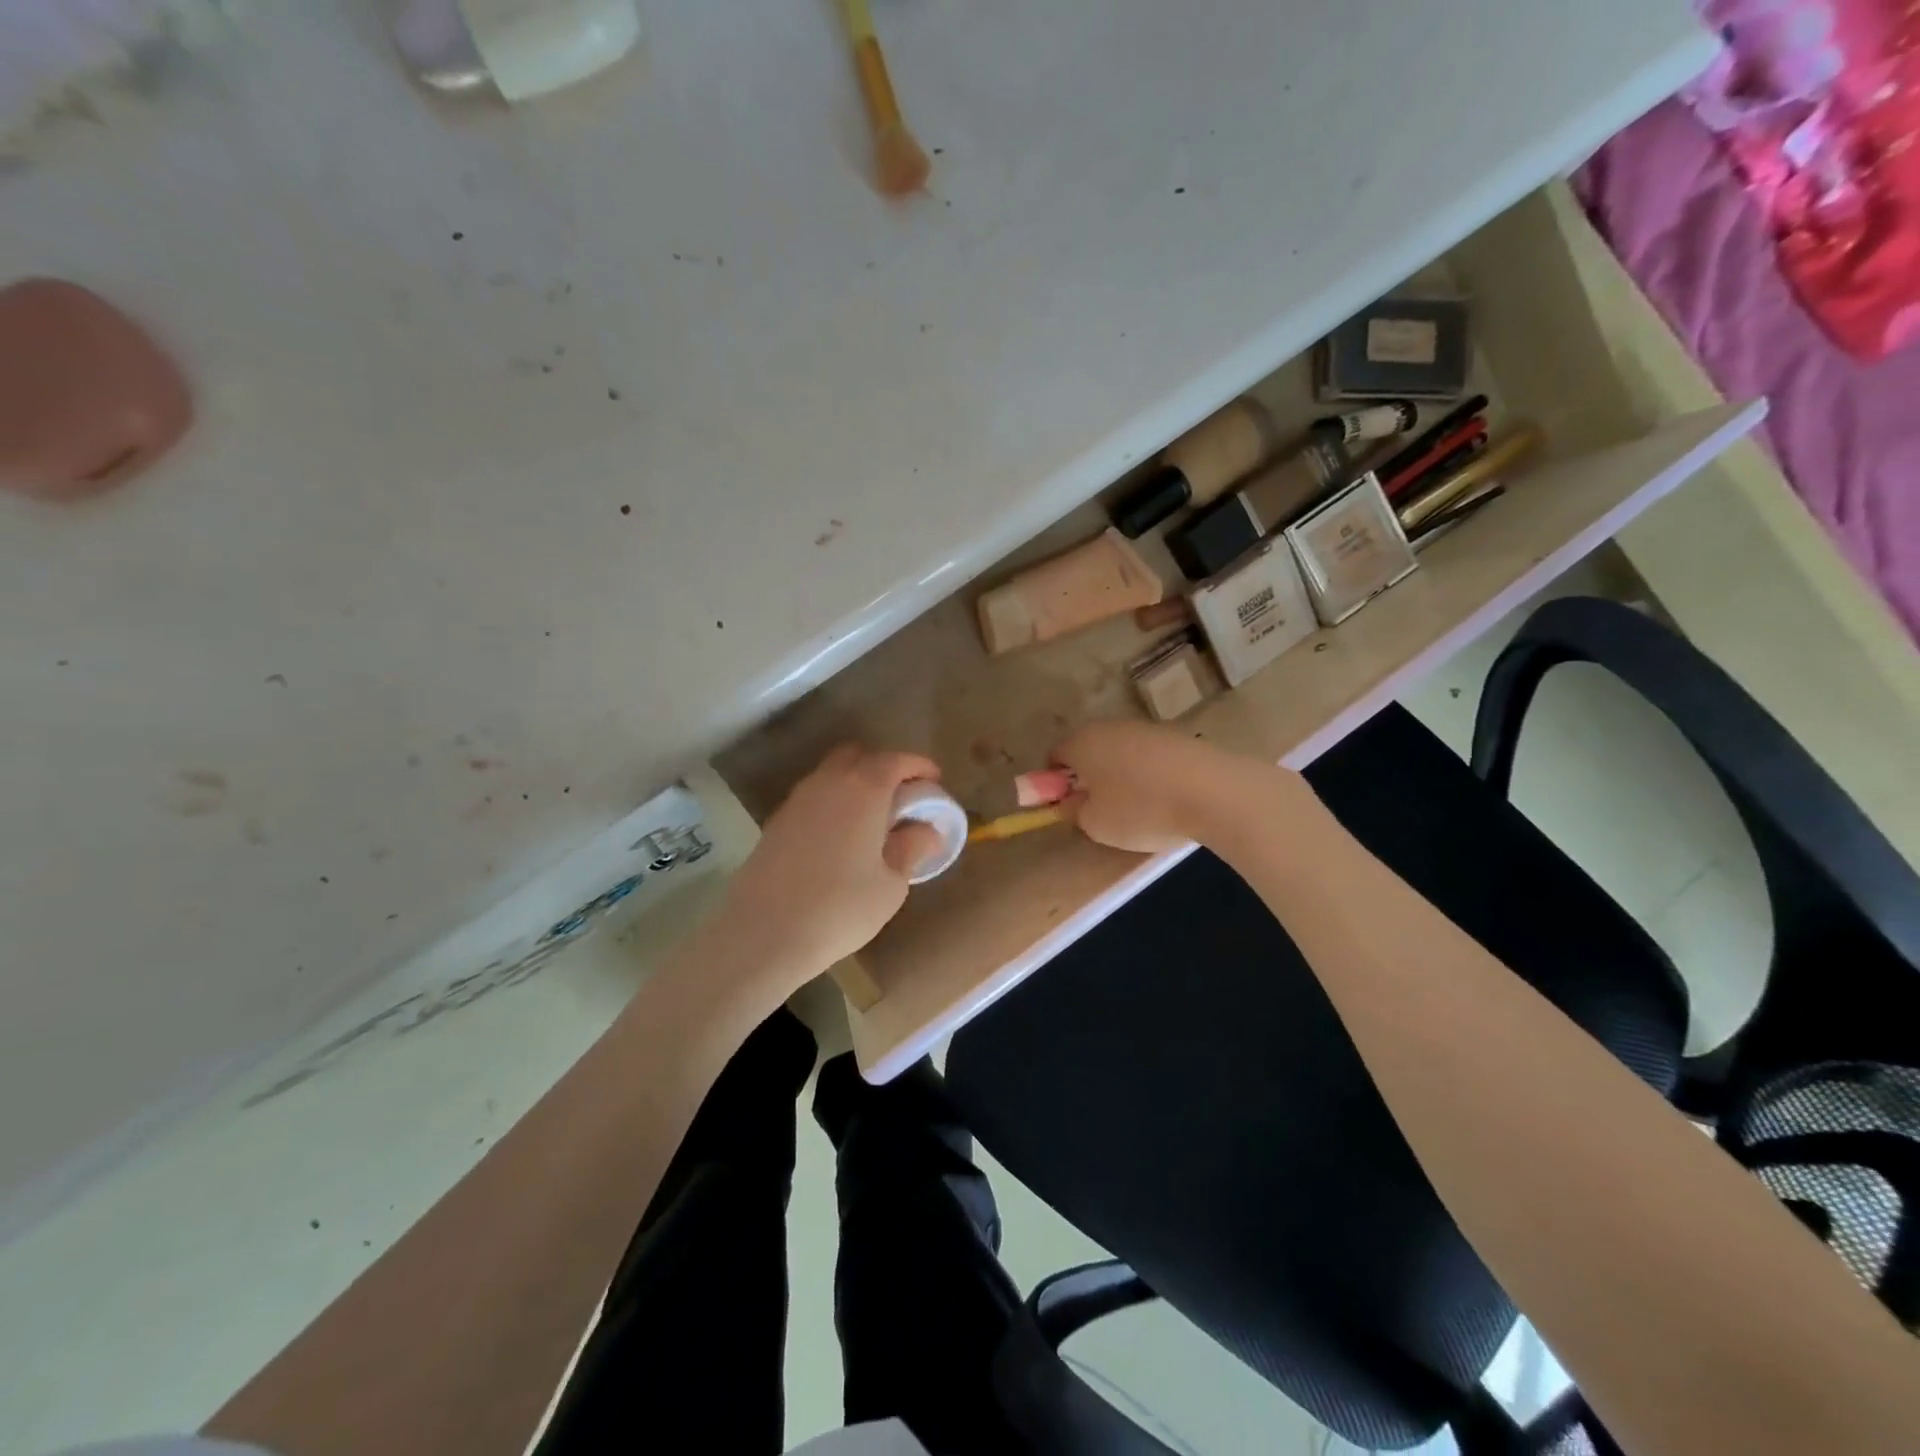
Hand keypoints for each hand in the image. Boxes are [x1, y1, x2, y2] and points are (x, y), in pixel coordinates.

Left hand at [720, 744, 944, 986]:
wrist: (763, 933)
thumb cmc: (840, 908)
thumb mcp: (891, 884)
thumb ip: (911, 848)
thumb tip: (926, 830)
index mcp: (864, 789)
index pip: (897, 760)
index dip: (919, 767)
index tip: (935, 782)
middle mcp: (828, 782)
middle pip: (859, 756)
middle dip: (884, 768)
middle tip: (901, 799)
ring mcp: (797, 799)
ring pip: (832, 774)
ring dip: (855, 785)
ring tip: (872, 821)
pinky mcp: (777, 821)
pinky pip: (814, 797)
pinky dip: (833, 803)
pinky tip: (840, 838)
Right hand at [1050, 721, 1269, 854]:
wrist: (1214, 792)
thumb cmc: (1141, 809)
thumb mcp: (1094, 823)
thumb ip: (1073, 810)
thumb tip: (1072, 801)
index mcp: (1081, 742)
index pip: (1054, 757)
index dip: (1055, 784)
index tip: (1070, 808)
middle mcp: (1109, 726)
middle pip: (1088, 750)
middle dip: (1089, 778)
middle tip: (1101, 810)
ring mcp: (1146, 728)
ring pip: (1120, 752)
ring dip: (1121, 775)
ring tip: (1139, 809)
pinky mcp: (1177, 737)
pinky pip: (1149, 757)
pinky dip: (1150, 775)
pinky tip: (1166, 799)